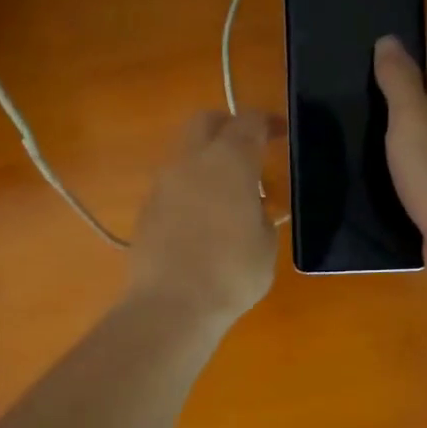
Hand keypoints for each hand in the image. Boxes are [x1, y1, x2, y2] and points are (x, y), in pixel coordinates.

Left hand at [127, 110, 279, 327]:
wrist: (171, 305)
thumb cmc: (232, 273)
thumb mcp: (265, 244)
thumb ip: (261, 214)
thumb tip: (251, 207)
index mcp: (229, 161)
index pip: (249, 122)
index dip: (267, 123)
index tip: (280, 133)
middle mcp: (191, 161)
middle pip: (206, 122)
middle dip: (228, 126)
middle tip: (249, 149)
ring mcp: (163, 183)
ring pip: (185, 153)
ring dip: (206, 160)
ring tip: (228, 193)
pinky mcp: (146, 208)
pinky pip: (173, 184)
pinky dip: (190, 188)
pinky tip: (203, 218)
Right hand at [373, 37, 426, 299]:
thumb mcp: (410, 117)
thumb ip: (397, 78)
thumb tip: (388, 40)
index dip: (403, 56)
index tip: (366, 61)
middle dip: (400, 98)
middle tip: (355, 100)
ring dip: (404, 138)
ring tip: (360, 137)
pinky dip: (411, 169)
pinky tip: (383, 175)